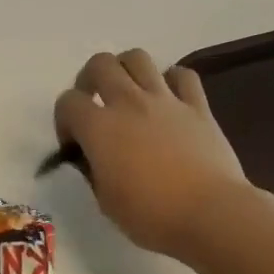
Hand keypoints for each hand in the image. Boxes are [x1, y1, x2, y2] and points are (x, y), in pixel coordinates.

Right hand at [52, 49, 252, 258]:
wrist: (210, 214)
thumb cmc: (152, 216)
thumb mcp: (106, 202)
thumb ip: (93, 172)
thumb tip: (92, 158)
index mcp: (100, 129)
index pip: (67, 102)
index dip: (64, 120)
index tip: (74, 144)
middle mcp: (129, 103)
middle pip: (100, 64)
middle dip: (89, 79)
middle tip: (95, 104)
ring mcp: (166, 100)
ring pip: (138, 58)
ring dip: (126, 70)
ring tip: (128, 92)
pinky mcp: (198, 106)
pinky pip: (183, 75)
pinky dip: (172, 80)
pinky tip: (170, 98)